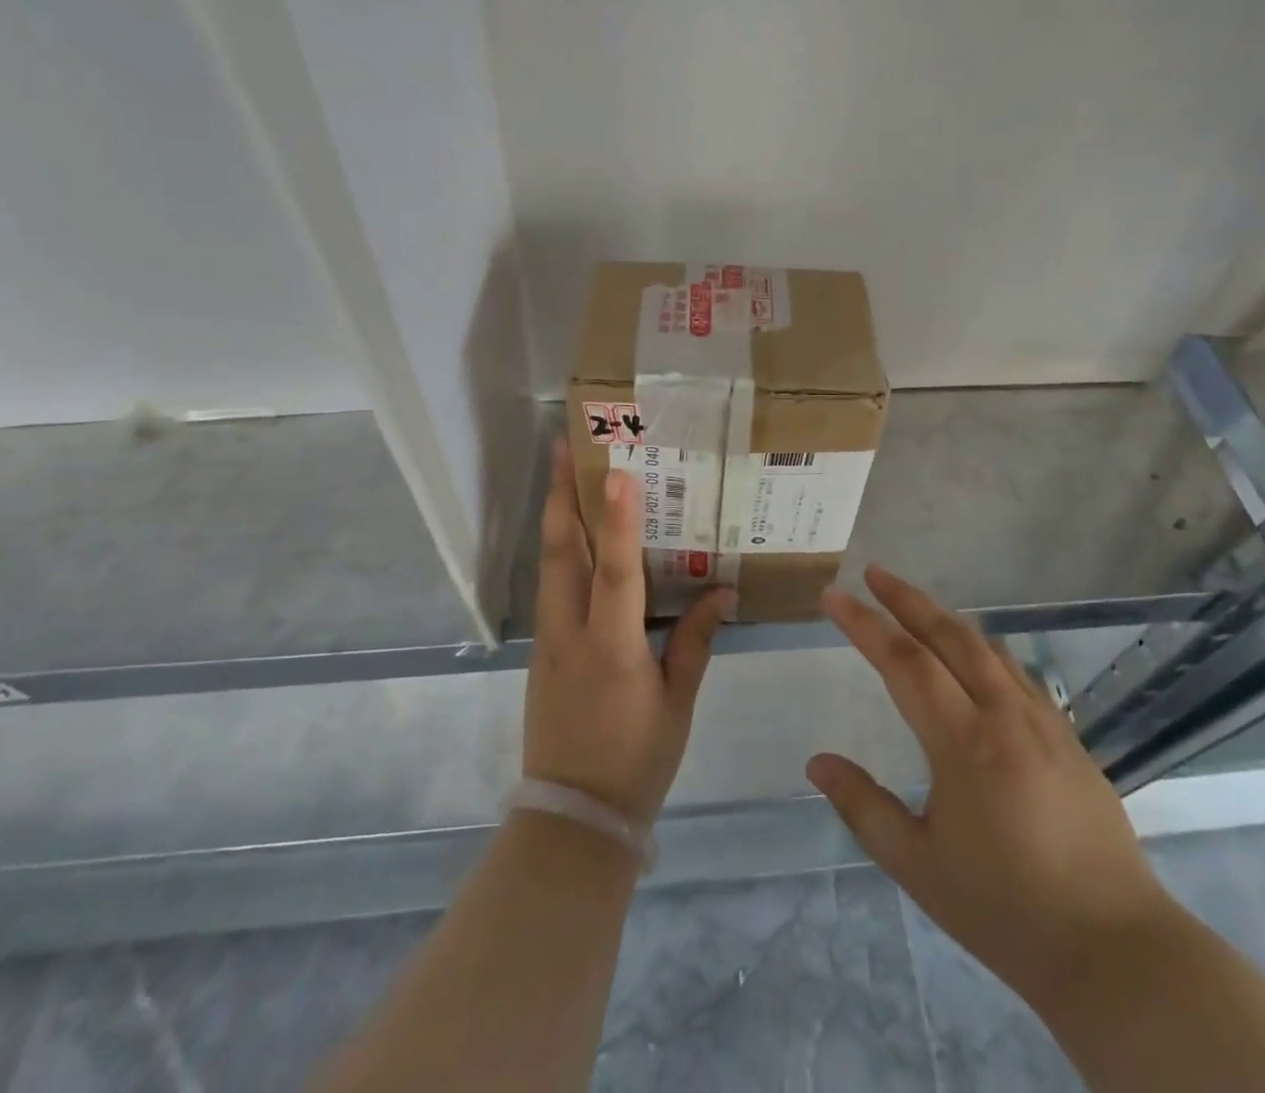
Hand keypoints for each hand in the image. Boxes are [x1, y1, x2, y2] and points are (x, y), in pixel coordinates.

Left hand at [523, 441, 734, 823]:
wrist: (572, 818)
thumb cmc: (635, 760)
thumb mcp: (677, 702)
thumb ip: (696, 640)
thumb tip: (722, 590)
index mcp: (611, 647)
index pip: (615, 571)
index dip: (618, 520)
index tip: (616, 472)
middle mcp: (571, 633)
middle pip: (562, 552)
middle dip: (563, 495)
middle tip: (566, 447)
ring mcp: (548, 641)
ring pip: (549, 565)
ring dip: (557, 516)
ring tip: (565, 474)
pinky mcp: (541, 651)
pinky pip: (551, 587)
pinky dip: (560, 551)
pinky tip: (574, 537)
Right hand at [807, 567, 1174, 1002]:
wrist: (1115, 950)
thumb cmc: (1005, 910)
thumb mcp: (918, 866)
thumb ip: (864, 807)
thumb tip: (817, 762)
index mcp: (964, 742)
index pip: (904, 661)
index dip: (865, 624)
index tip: (834, 595)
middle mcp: (1004, 716)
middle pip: (949, 636)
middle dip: (907, 598)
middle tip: (874, 572)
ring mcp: (1043, 722)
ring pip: (987, 648)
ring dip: (946, 617)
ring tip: (915, 604)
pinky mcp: (1069, 738)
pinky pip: (1017, 673)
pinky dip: (984, 648)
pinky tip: (976, 655)